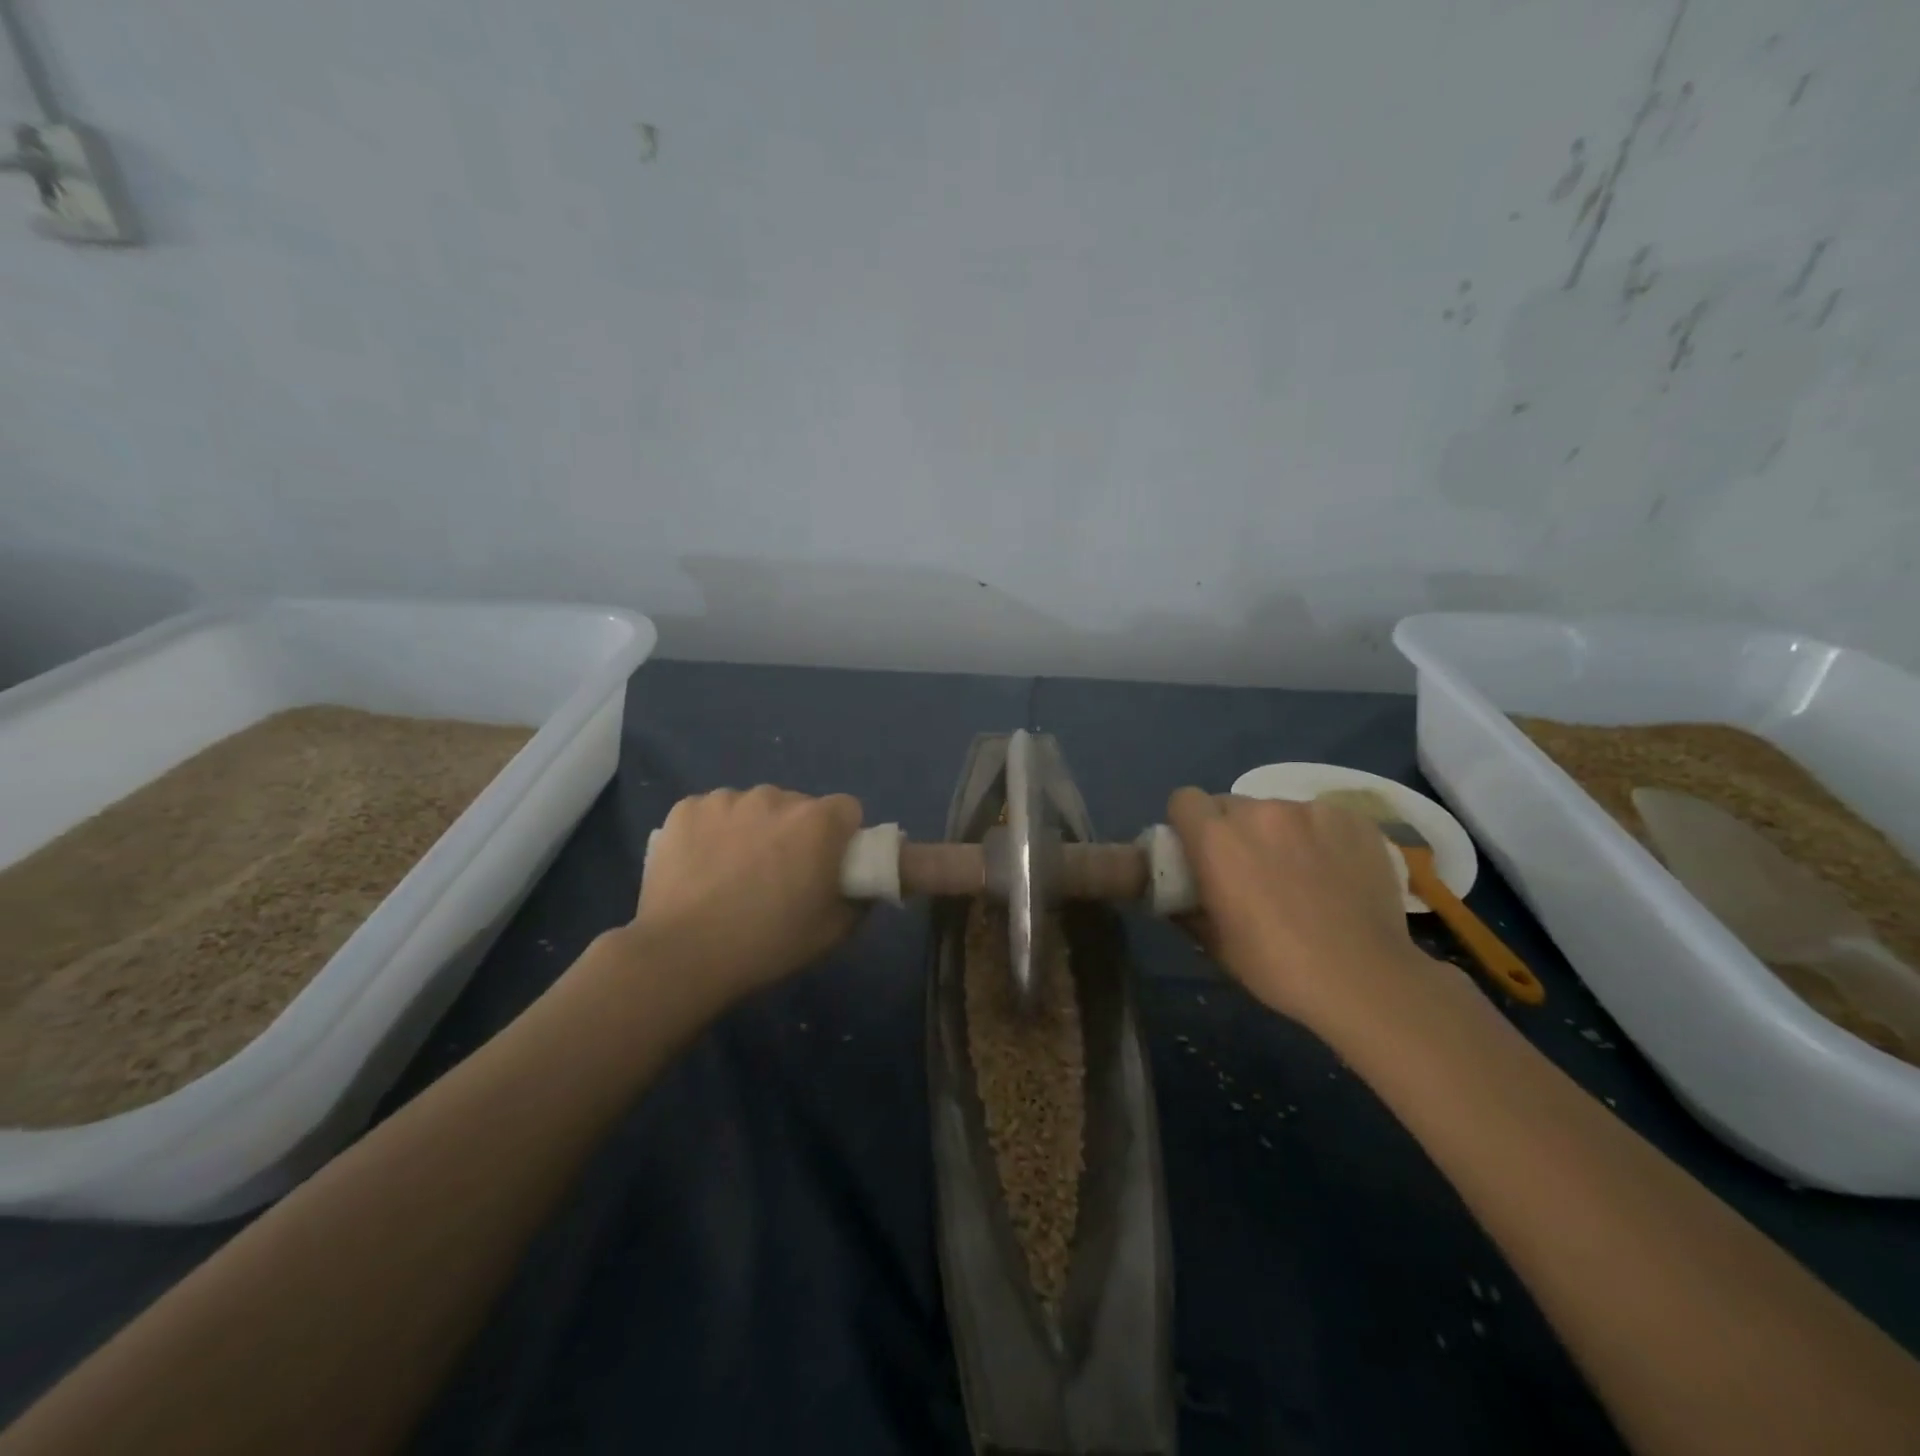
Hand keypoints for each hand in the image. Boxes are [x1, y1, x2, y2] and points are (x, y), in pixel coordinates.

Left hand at [634, 786, 864, 1000]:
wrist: (681, 955)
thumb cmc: (767, 944)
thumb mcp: (832, 932)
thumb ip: (861, 898)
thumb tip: (864, 883)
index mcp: (817, 822)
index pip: (846, 809)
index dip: (842, 836)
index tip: (828, 864)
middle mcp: (775, 797)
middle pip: (798, 806)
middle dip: (795, 832)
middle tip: (779, 875)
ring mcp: (726, 799)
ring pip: (753, 807)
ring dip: (754, 829)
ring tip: (734, 873)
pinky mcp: (686, 808)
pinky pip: (713, 812)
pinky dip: (713, 831)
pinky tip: (702, 867)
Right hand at [1167, 788, 1427, 1029]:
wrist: (1363, 979)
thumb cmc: (1275, 965)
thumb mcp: (1214, 943)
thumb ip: (1187, 906)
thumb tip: (1177, 895)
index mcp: (1216, 838)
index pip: (1184, 799)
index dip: (1188, 822)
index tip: (1198, 849)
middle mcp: (1258, 811)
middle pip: (1231, 805)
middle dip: (1233, 830)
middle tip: (1250, 868)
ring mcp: (1309, 811)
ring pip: (1278, 811)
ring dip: (1278, 833)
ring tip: (1301, 874)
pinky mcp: (1352, 819)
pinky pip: (1321, 819)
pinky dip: (1320, 838)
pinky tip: (1336, 872)